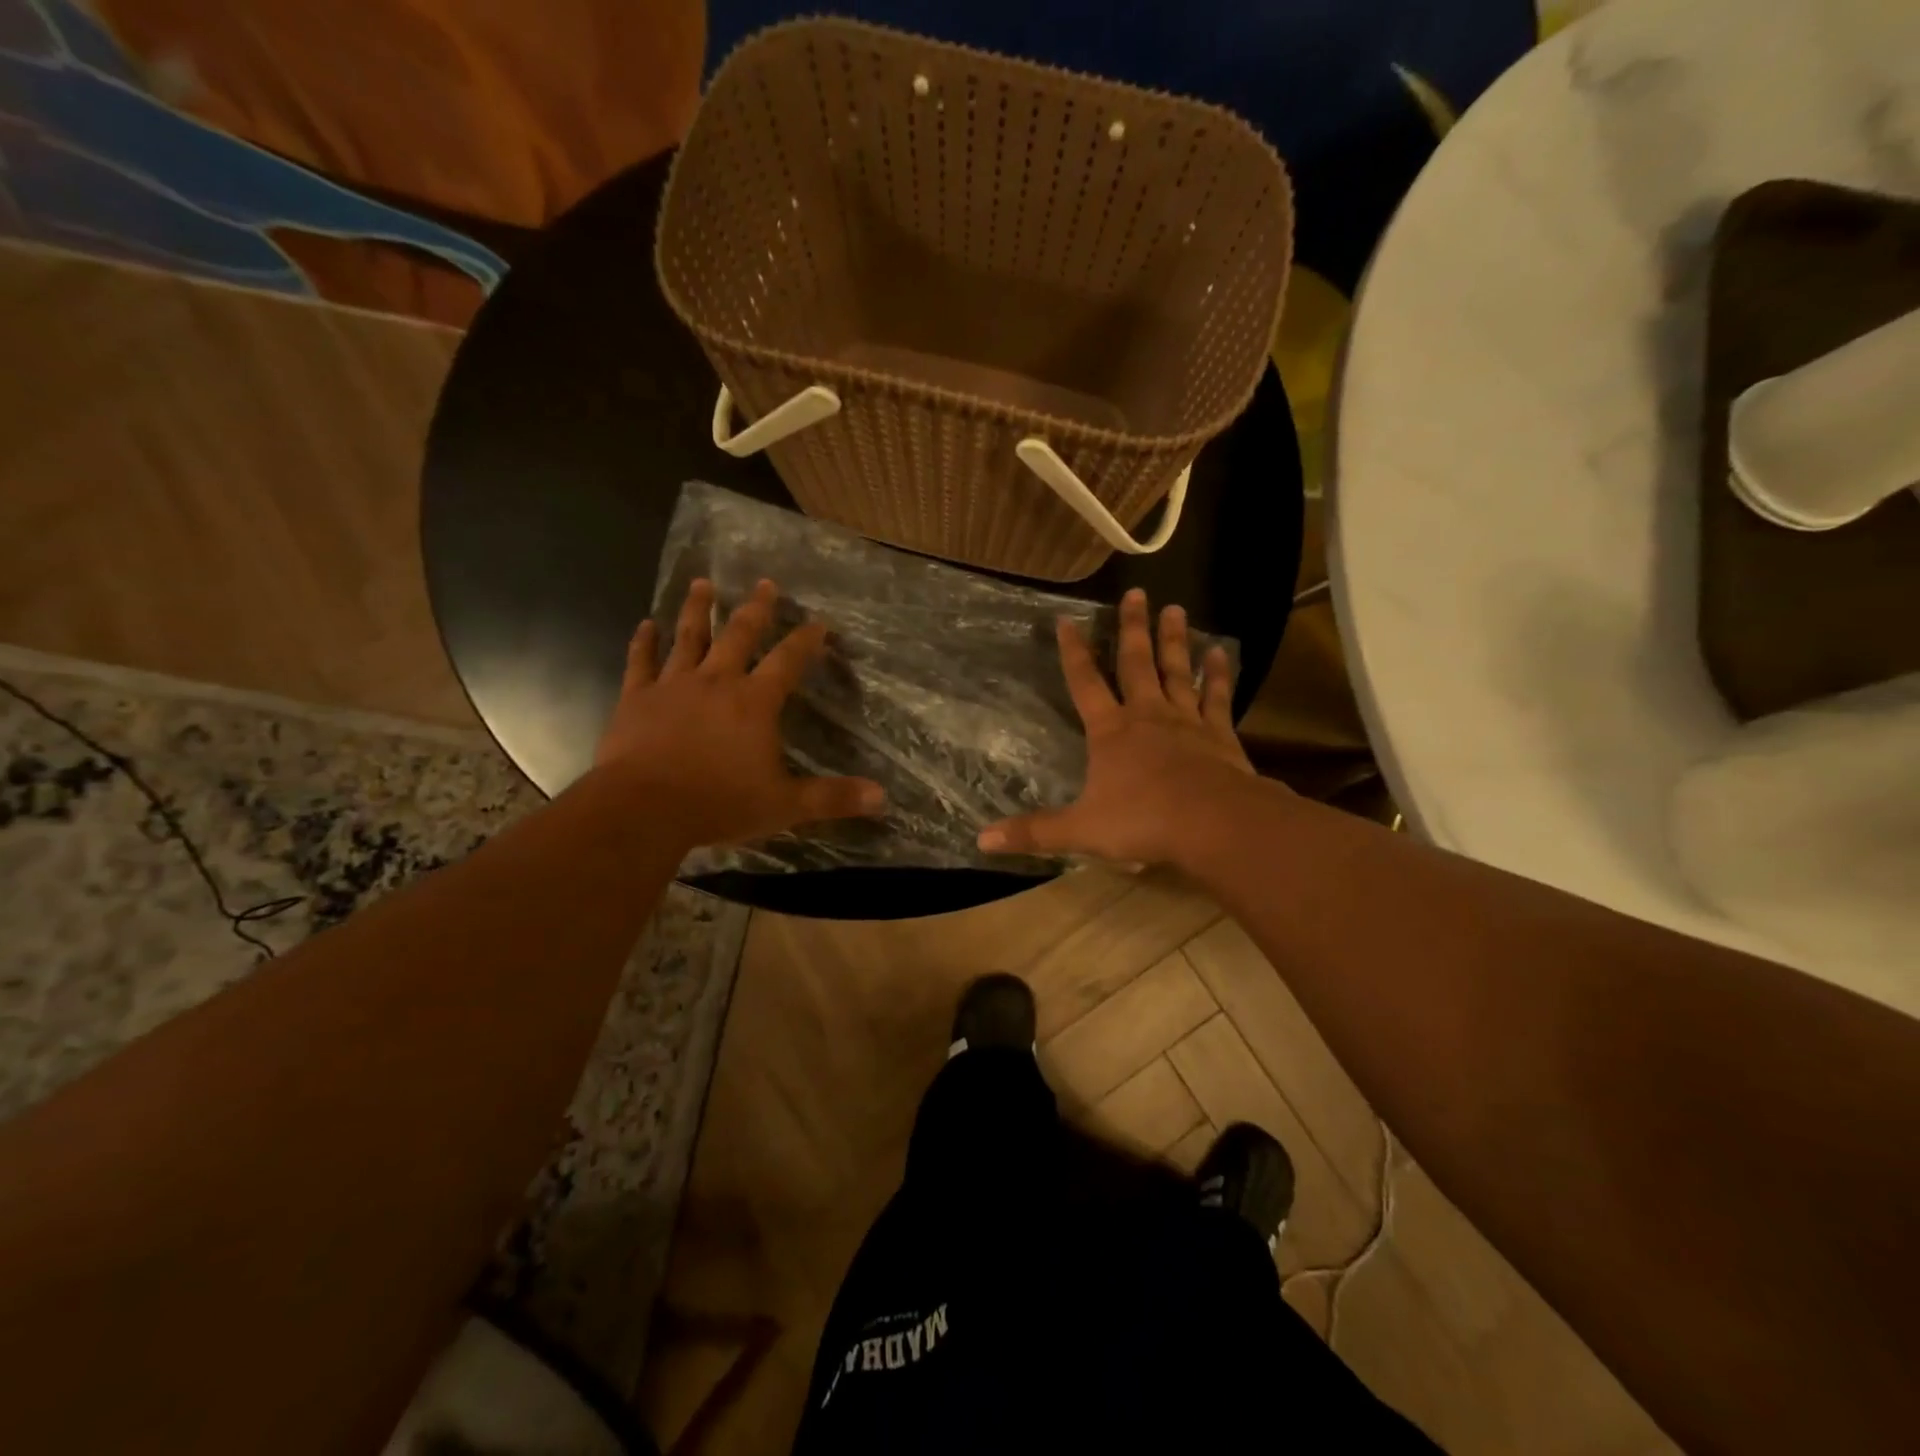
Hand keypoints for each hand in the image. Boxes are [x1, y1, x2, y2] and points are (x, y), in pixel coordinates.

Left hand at [595, 578, 884, 847]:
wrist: (644, 808)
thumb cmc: (719, 803)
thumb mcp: (785, 805)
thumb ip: (832, 797)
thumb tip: (882, 798)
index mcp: (755, 702)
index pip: (788, 661)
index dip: (806, 640)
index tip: (819, 622)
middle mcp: (717, 682)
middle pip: (740, 635)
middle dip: (756, 608)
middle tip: (765, 583)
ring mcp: (673, 686)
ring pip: (689, 637)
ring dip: (698, 609)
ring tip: (703, 583)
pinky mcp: (637, 698)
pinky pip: (642, 662)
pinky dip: (644, 643)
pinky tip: (645, 624)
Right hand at [977, 588, 1257, 865]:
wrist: (1212, 823)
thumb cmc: (1142, 821)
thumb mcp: (1081, 830)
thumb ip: (1034, 832)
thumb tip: (982, 840)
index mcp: (1110, 732)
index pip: (1085, 682)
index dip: (1073, 652)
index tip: (1067, 620)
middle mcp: (1146, 715)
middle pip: (1136, 663)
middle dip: (1132, 628)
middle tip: (1137, 593)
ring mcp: (1186, 721)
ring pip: (1177, 672)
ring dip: (1174, 640)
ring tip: (1175, 608)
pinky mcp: (1219, 735)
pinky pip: (1216, 698)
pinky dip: (1217, 675)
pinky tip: (1219, 653)